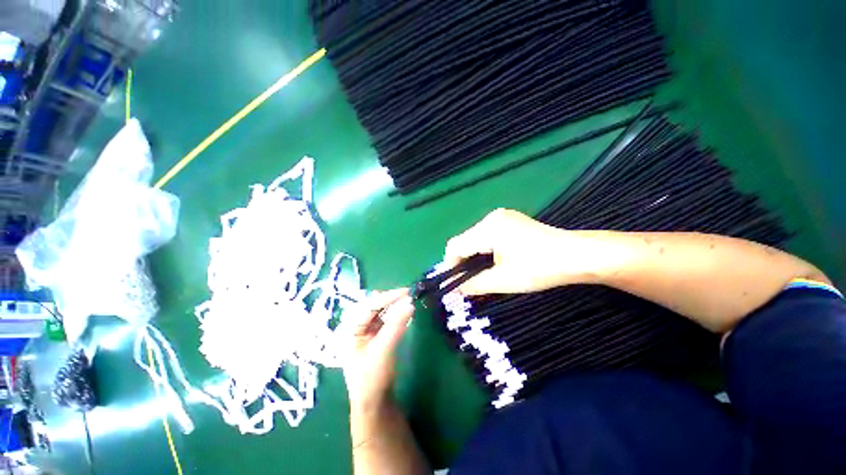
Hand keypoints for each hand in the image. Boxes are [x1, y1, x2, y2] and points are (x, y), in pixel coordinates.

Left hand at [342, 289, 414, 413]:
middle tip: (409, 294)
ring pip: (380, 310)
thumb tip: (410, 303)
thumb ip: (396, 325)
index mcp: (349, 328)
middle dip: (390, 299)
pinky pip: (385, 318)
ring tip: (408, 300)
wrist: (374, 403)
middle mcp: (355, 325)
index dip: (388, 297)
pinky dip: (394, 313)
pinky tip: (403, 311)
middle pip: (373, 305)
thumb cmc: (372, 378)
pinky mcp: (374, 335)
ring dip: (393, 304)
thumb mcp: (383, 350)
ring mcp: (364, 330)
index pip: (369, 306)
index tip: (407, 292)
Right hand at [445, 208, 593, 295]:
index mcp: (488, 228)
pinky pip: (487, 235)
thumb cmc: (539, 268)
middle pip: (465, 240)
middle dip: (462, 262)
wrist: (577, 255)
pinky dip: (484, 250)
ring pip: (475, 238)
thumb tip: (454, 290)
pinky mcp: (510, 220)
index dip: (450, 265)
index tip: (452, 283)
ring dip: (473, 256)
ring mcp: (502, 217)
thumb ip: (473, 284)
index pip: (456, 245)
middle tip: (466, 282)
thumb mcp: (503, 280)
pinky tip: (492, 261)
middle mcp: (491, 217)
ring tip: (479, 274)